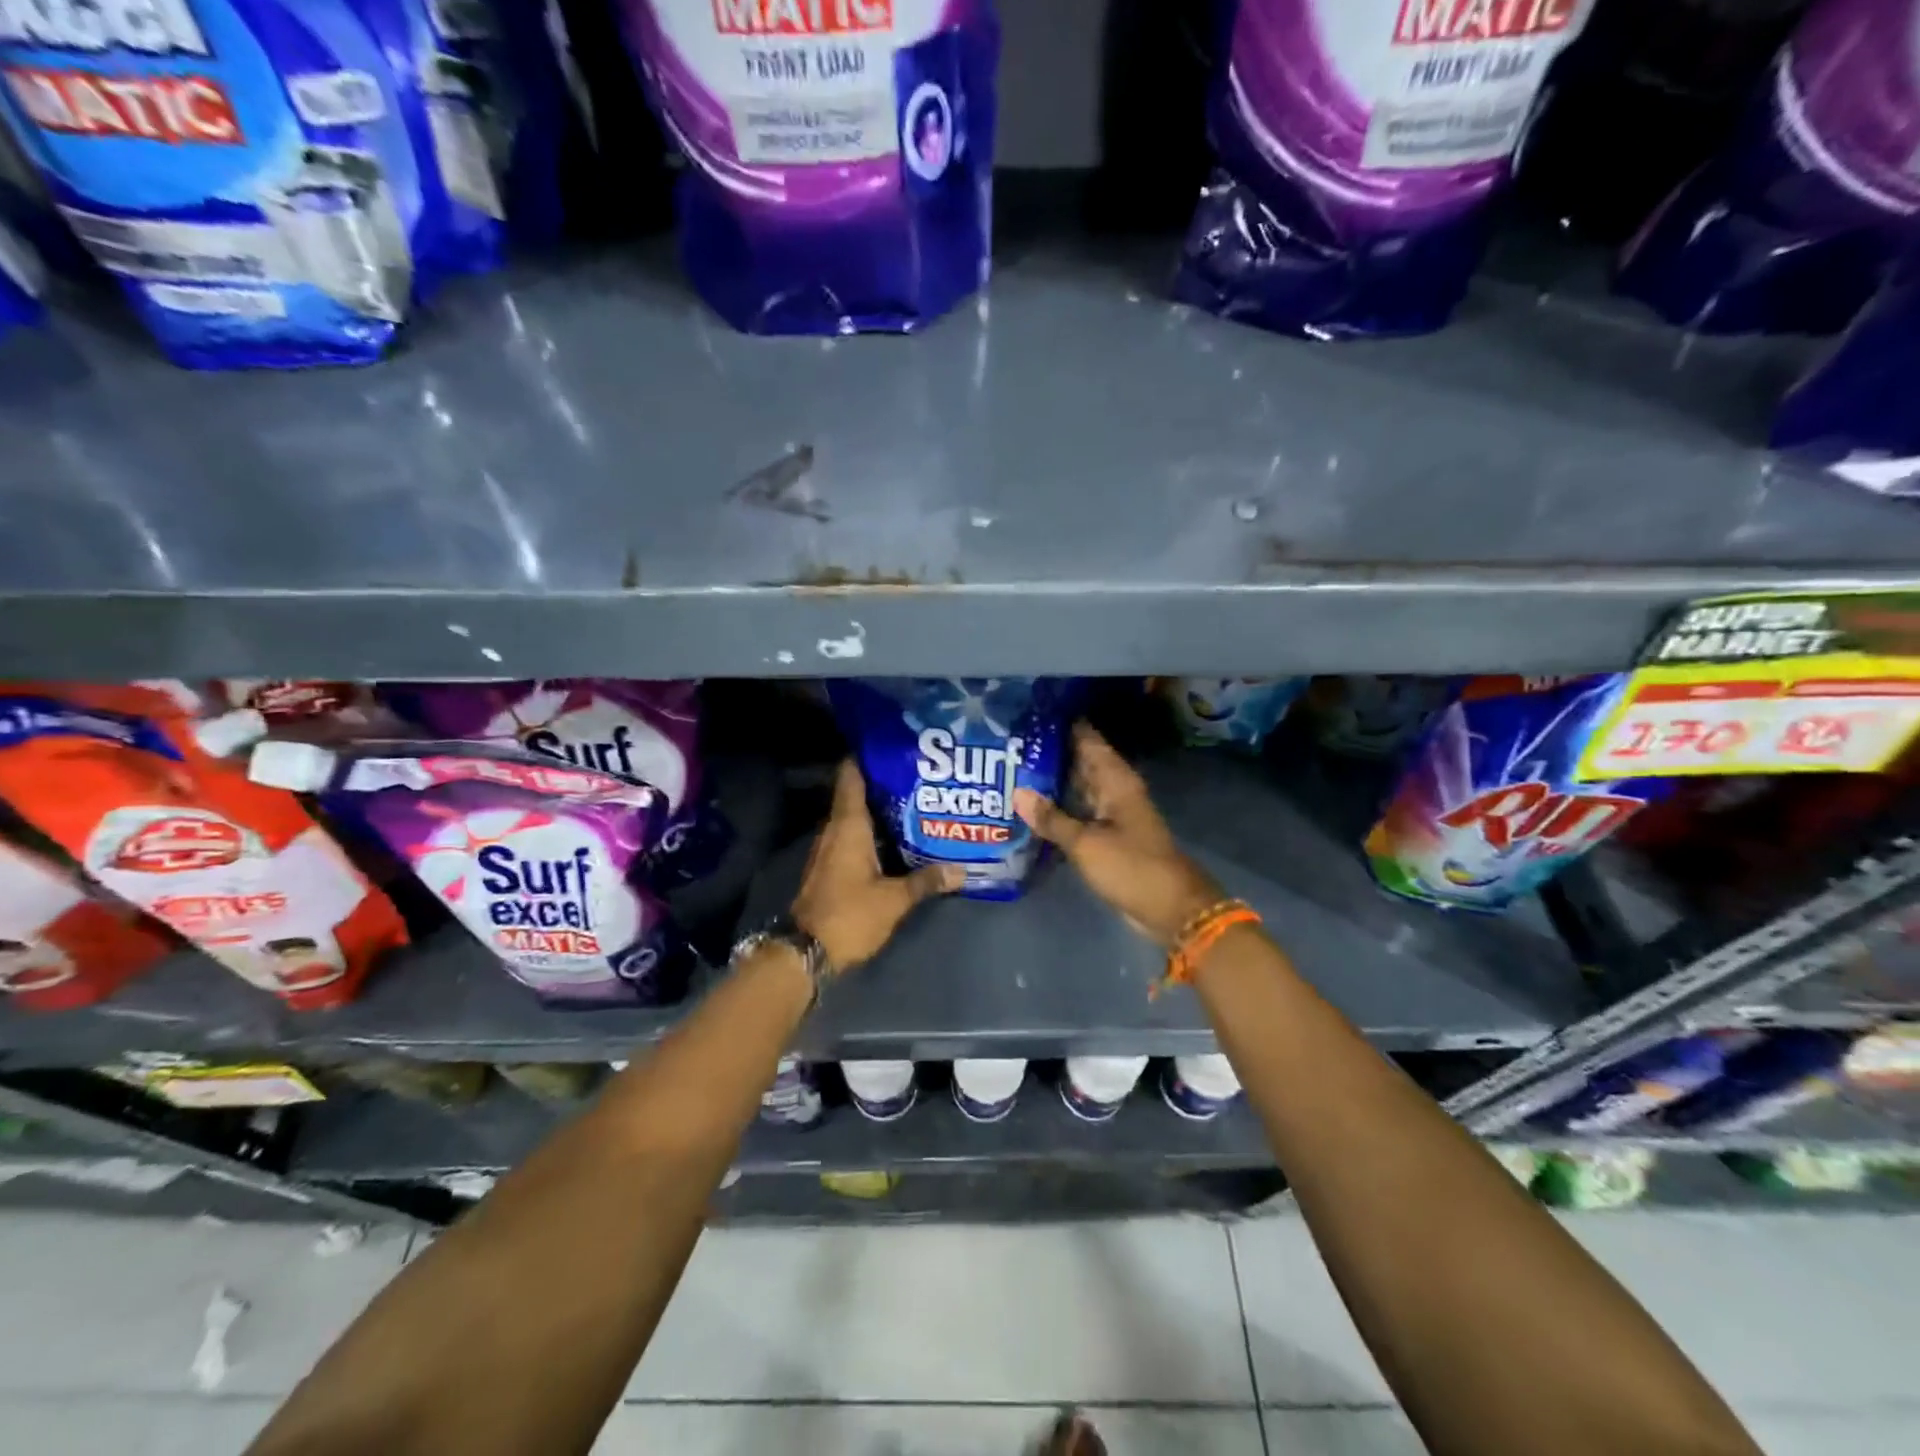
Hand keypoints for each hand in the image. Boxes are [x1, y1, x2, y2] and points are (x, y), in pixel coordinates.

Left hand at [792, 760, 962, 971]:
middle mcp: (834, 830)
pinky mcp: (829, 867)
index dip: (867, 757)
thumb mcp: (894, 900)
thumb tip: (961, 870)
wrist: (805, 952)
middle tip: (918, 775)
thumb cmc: (849, 915)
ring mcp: (829, 849)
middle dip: (883, 783)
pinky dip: (872, 832)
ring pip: (854, 817)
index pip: (851, 776)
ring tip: (915, 802)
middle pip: (856, 794)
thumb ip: (926, 881)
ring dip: (878, 809)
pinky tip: (896, 838)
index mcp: (848, 826)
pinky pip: (852, 837)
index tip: (892, 745)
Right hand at [1015, 723, 1222, 947]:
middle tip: (1009, 742)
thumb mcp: (1086, 843)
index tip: (1030, 712)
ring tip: (1011, 768)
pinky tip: (1030, 806)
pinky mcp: (1107, 835)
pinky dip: (1058, 807)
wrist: (1170, 907)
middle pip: (1079, 761)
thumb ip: (1051, 818)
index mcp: (1115, 780)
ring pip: (1077, 787)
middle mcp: (1114, 790)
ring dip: (1051, 780)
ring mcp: (1111, 813)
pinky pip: (1079, 811)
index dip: (1062, 724)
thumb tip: (1017, 792)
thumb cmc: (1131, 866)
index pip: (1087, 739)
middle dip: (1049, 752)